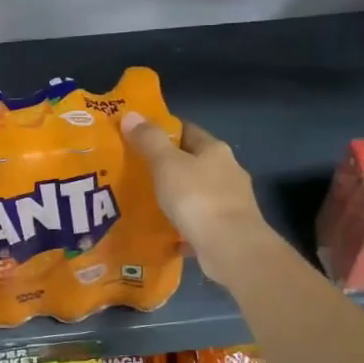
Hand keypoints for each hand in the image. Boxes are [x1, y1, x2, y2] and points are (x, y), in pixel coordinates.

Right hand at [121, 114, 270, 286]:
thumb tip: (131, 115)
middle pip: (194, 162)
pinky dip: (184, 226)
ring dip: (178, 196)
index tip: (139, 138)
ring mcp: (232, 202)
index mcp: (215, 150)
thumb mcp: (166, 164)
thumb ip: (149, 141)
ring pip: (198, 193)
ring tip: (149, 203)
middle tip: (139, 172)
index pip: (187, 131)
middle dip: (170, 166)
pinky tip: (167, 235)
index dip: (164, 131)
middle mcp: (228, 171)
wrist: (231, 247)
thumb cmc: (197, 198)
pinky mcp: (230, 229)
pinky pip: (201, 223)